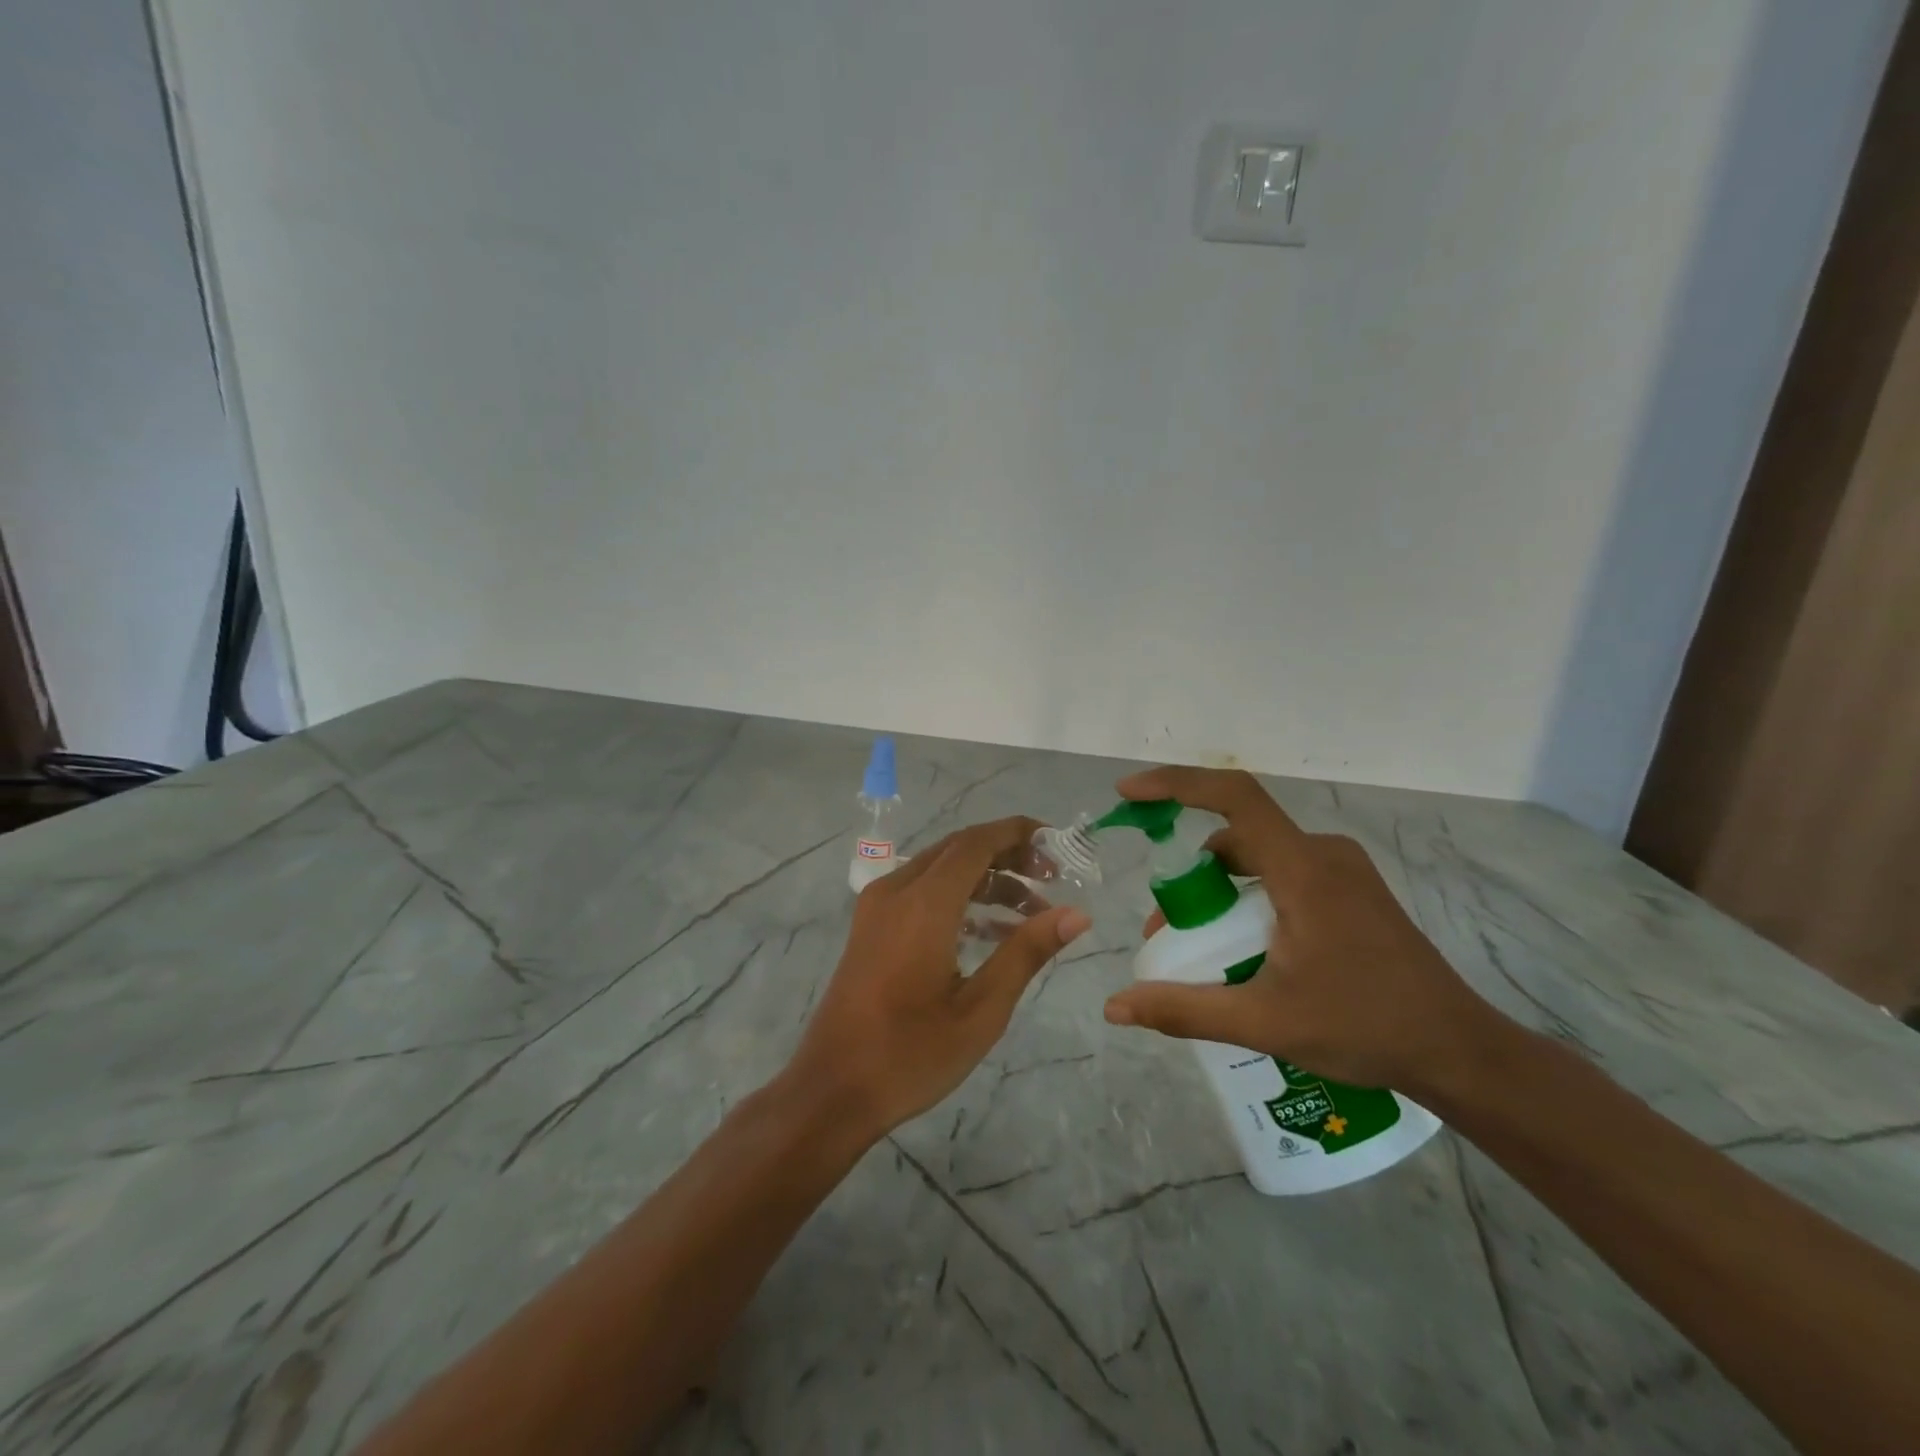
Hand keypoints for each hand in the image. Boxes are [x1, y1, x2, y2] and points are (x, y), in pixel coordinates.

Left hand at [791, 817, 1090, 1140]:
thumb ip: (1026, 952)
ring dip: (985, 879)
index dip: (1018, 833)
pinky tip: (990, 932)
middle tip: (1052, 878)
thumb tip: (1076, 914)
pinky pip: (921, 891)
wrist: (832, 1089)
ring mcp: (878, 907)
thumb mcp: (981, 1009)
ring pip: (940, 869)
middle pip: (959, 849)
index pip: (976, 843)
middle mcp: (896, 890)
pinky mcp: (871, 926)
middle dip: (1007, 854)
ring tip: (1032, 911)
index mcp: (924, 904)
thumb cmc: (911, 1054)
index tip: (1058, 843)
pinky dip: (958, 897)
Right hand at [1101, 768, 1505, 1094]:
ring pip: (1259, 858)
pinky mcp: (1353, 891)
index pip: (1233, 796)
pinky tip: (1249, 948)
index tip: (1128, 794)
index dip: (1175, 784)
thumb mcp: (1264, 1022)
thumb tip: (1115, 1006)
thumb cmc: (1364, 1028)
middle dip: (1190, 875)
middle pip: (1236, 837)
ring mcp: (1343, 871)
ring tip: (1205, 948)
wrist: (1459, 1052)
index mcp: (1303, 869)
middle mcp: (1323, 854)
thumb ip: (1184, 1009)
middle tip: (1166, 930)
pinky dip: (1250, 897)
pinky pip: (1283, 874)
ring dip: (1220, 890)